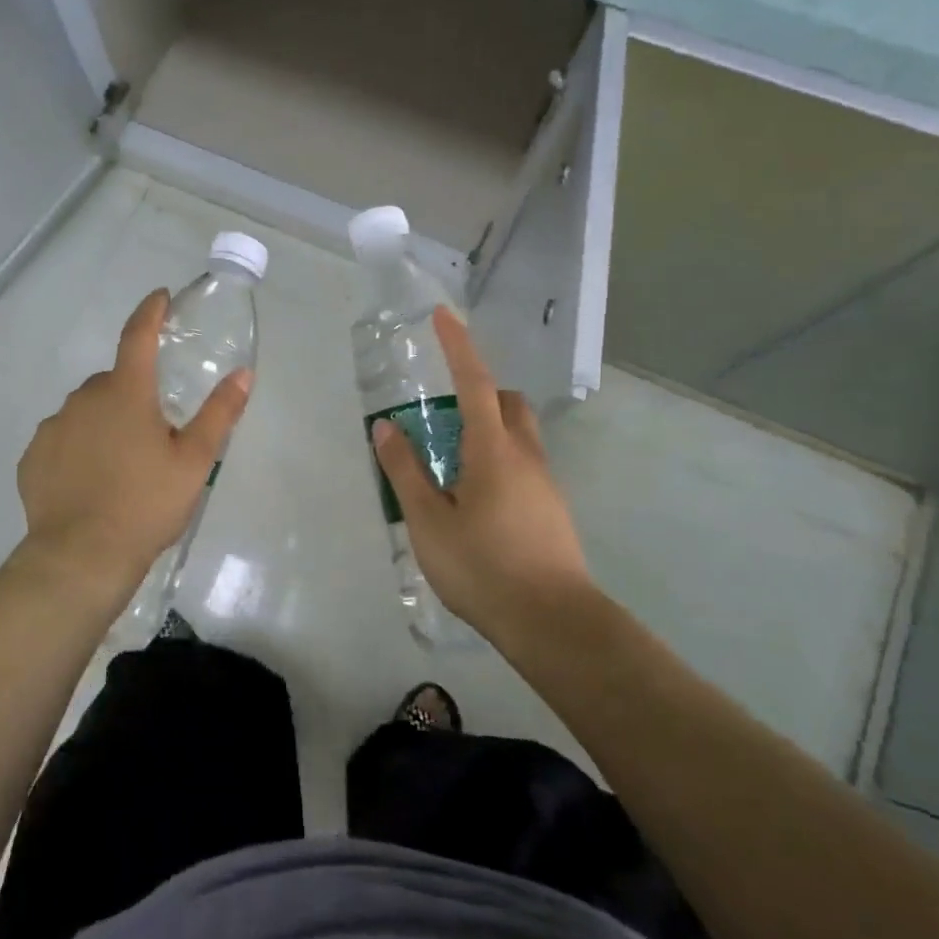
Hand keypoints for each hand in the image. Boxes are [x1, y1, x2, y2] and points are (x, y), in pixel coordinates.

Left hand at [16, 289, 251, 602]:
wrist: (81, 557)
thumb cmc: (146, 504)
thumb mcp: (195, 461)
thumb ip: (219, 413)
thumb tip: (243, 373)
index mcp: (126, 393)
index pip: (138, 336)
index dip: (151, 312)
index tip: (160, 297)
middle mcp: (84, 399)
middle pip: (115, 381)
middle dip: (134, 395)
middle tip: (155, 435)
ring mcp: (54, 427)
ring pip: (87, 411)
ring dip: (105, 422)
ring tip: (122, 466)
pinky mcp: (34, 457)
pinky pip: (63, 439)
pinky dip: (78, 448)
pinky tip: (91, 482)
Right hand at [372, 307, 597, 640]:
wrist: (553, 623)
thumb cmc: (483, 567)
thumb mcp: (429, 521)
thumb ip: (405, 472)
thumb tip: (386, 428)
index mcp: (493, 449)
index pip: (476, 382)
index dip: (459, 346)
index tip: (443, 316)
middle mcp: (526, 456)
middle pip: (508, 404)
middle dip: (480, 392)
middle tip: (445, 414)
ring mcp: (546, 484)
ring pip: (519, 436)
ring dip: (489, 430)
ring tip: (453, 466)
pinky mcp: (553, 510)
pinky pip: (524, 465)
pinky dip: (499, 461)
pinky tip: (478, 502)